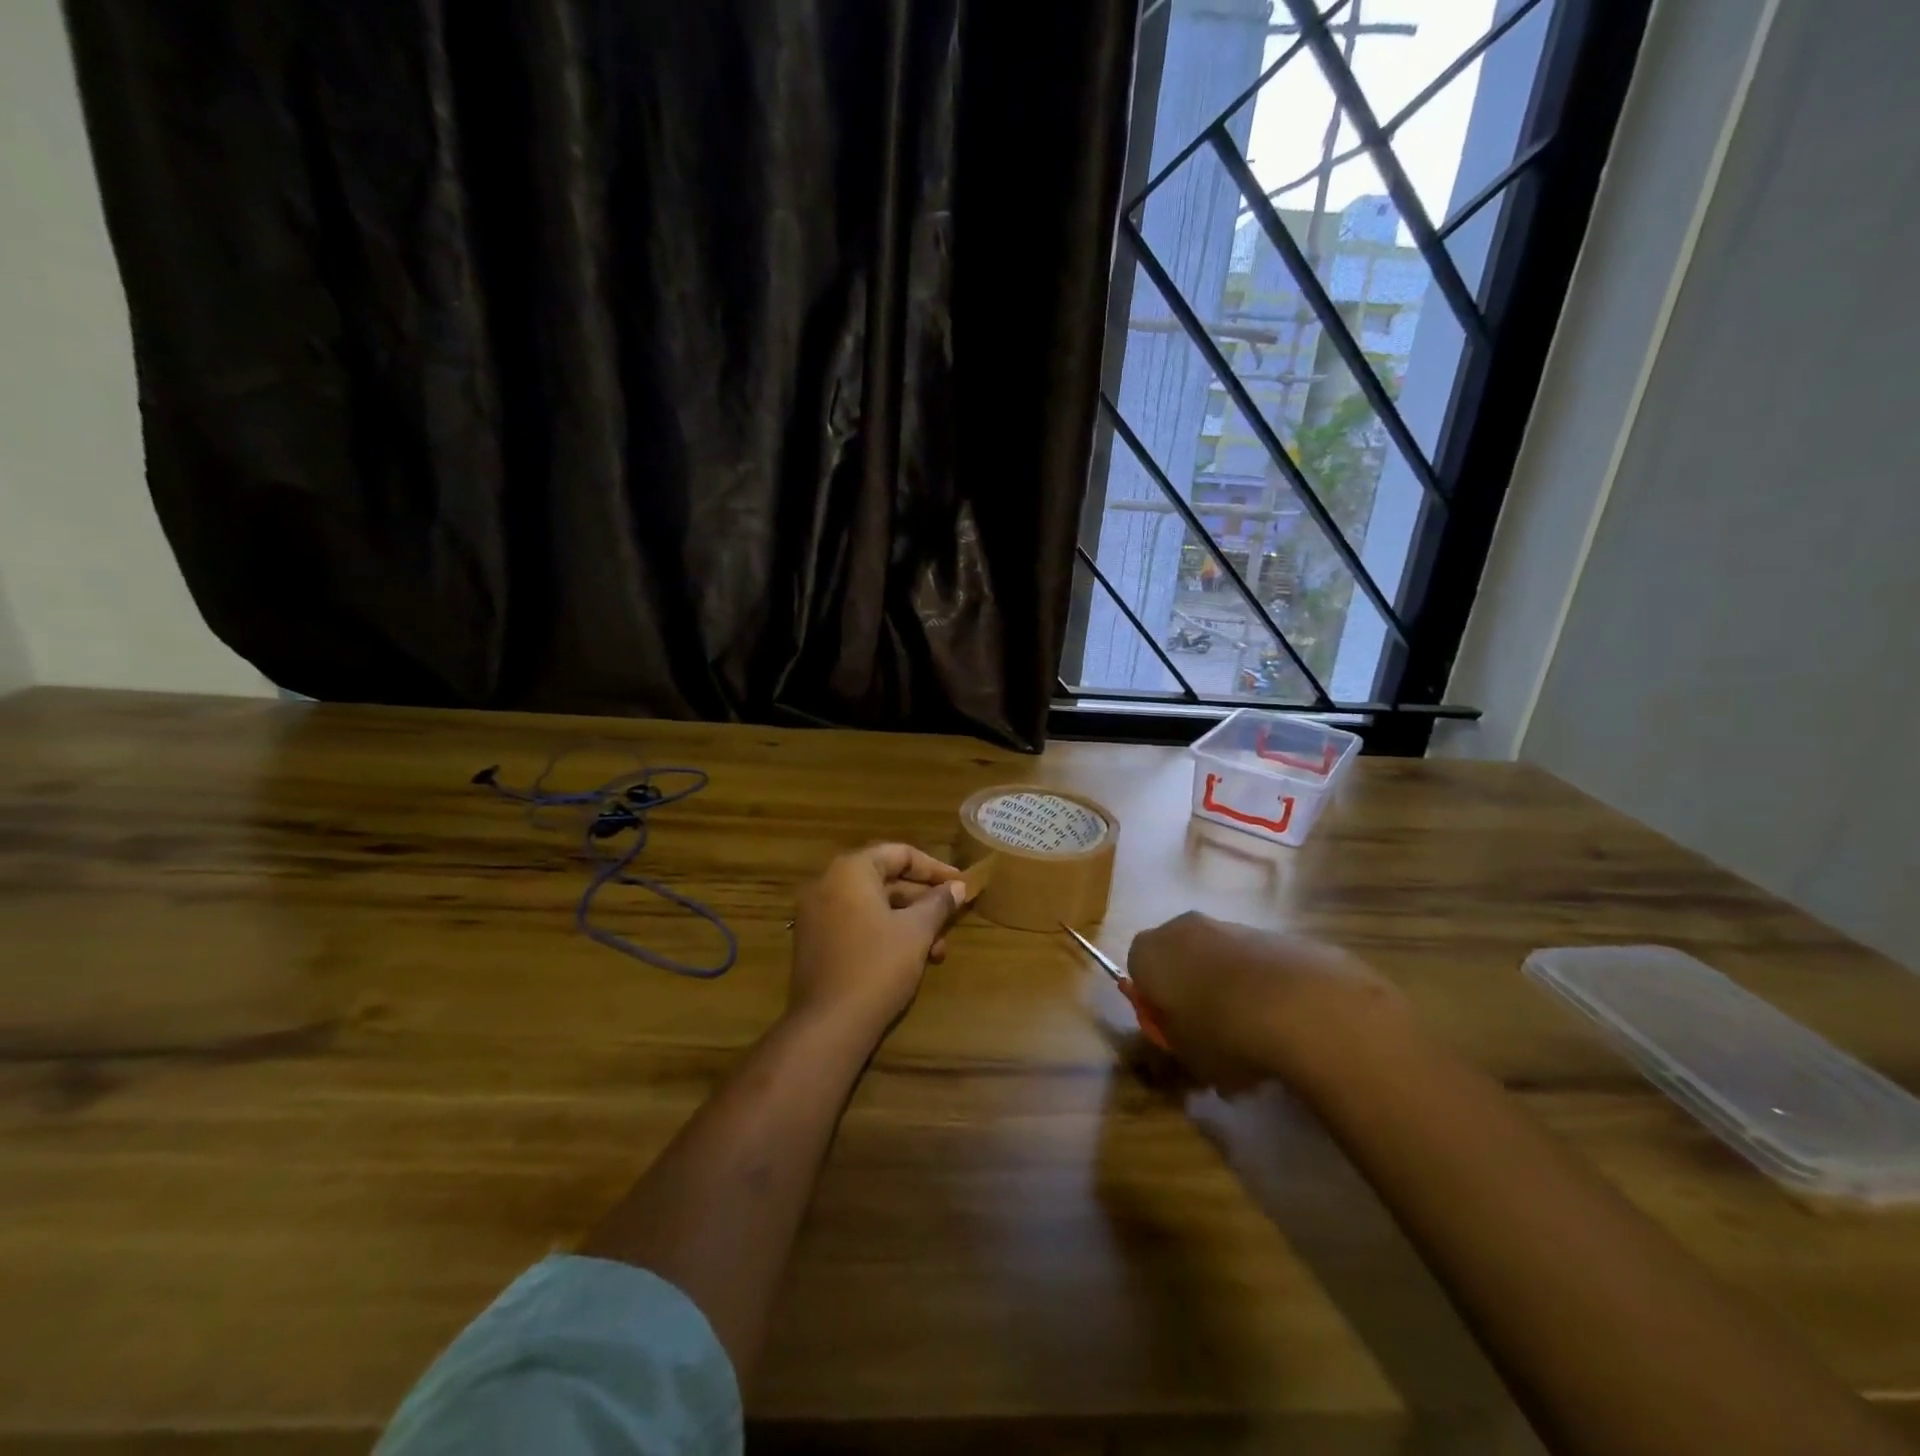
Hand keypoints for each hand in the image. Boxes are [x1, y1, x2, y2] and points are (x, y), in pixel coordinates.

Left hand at [789, 844, 966, 1040]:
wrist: (828, 1025)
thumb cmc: (877, 966)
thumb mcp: (916, 931)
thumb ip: (938, 904)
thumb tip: (956, 888)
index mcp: (850, 870)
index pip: (899, 854)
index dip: (935, 868)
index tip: (961, 885)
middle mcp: (827, 883)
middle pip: (885, 879)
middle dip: (923, 900)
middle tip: (952, 918)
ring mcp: (816, 914)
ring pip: (873, 905)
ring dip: (908, 921)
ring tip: (938, 951)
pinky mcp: (814, 942)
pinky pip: (856, 923)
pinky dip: (885, 932)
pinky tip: (911, 959)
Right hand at [1127, 912, 1407, 1089]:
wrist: (1300, 1007)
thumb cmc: (1222, 1033)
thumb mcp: (1186, 1057)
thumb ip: (1175, 1043)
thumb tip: (1183, 1039)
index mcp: (1149, 952)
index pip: (1137, 970)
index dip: (1154, 1003)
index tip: (1172, 1033)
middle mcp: (1183, 928)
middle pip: (1180, 959)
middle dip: (1192, 992)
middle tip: (1209, 1037)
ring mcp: (1232, 926)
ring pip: (1220, 961)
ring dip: (1229, 990)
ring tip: (1254, 1041)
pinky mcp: (1275, 934)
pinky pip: (1258, 965)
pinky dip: (1264, 988)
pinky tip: (1284, 1026)